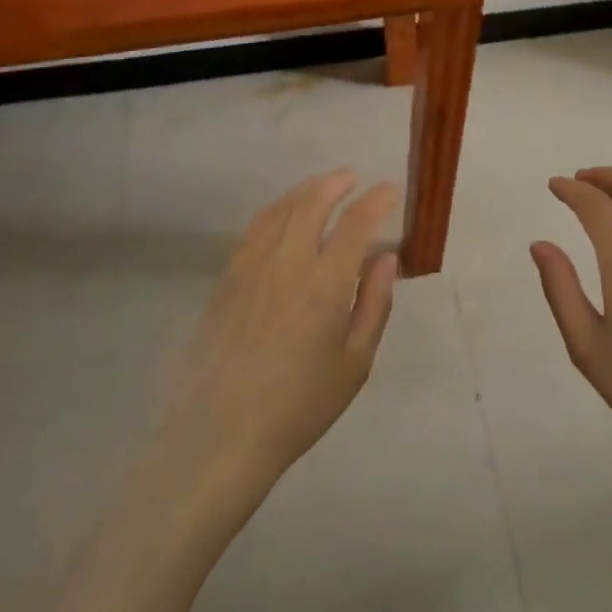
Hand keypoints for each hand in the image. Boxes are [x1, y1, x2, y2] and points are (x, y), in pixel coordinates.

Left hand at [160, 169, 399, 491]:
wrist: (222, 434)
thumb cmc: (300, 405)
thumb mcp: (355, 363)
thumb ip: (374, 304)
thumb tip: (387, 258)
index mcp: (325, 284)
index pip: (356, 223)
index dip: (376, 201)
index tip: (390, 190)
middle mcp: (287, 263)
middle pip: (312, 204)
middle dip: (336, 183)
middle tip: (352, 177)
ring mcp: (251, 268)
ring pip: (279, 211)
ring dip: (304, 191)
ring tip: (320, 187)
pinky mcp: (226, 280)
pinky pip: (253, 230)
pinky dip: (275, 212)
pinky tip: (282, 217)